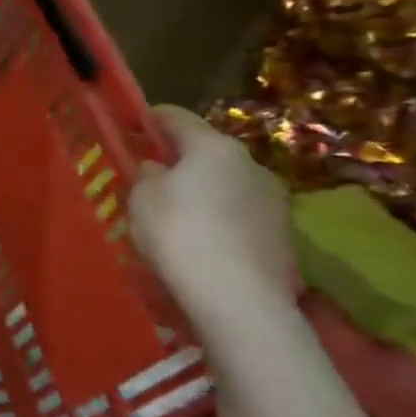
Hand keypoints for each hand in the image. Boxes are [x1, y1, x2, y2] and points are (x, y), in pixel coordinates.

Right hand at [130, 105, 294, 315]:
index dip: (151, 118)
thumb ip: (146, 175)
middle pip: (207, 151)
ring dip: (204, 190)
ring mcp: (274, 199)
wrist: (239, 298)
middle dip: (180, 159)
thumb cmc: (179, 234)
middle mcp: (251, 163)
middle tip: (151, 175)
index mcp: (213, 147)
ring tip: (177, 213)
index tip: (132, 125)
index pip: (178, 117)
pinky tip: (202, 240)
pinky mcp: (283, 233)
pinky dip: (220, 218)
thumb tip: (157, 168)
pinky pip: (241, 214)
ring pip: (227, 183)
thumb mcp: (141, 199)